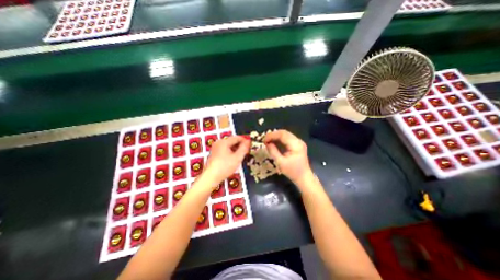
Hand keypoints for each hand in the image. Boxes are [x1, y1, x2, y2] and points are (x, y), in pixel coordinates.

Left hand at [203, 135, 249, 185]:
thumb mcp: (237, 157)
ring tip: (241, 156)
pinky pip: (224, 149)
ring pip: (229, 146)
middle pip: (232, 141)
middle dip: (240, 145)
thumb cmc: (225, 167)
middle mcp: (218, 142)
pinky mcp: (214, 153)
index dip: (245, 140)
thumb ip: (244, 148)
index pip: (237, 137)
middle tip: (246, 152)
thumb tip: (248, 141)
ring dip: (235, 149)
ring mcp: (215, 148)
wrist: (211, 177)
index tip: (250, 145)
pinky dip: (230, 152)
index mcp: (224, 142)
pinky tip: (233, 159)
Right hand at [265, 130, 311, 187]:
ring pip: (285, 134)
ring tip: (267, 141)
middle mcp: (298, 141)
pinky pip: (287, 138)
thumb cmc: (292, 172)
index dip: (272, 135)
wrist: (303, 177)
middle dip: (273, 135)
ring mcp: (298, 142)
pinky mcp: (297, 145)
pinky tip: (274, 143)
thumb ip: (273, 151)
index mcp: (296, 145)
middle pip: (284, 133)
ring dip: (276, 136)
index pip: (282, 134)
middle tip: (264, 140)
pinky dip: (279, 139)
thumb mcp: (280, 162)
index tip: (263, 140)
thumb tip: (266, 143)